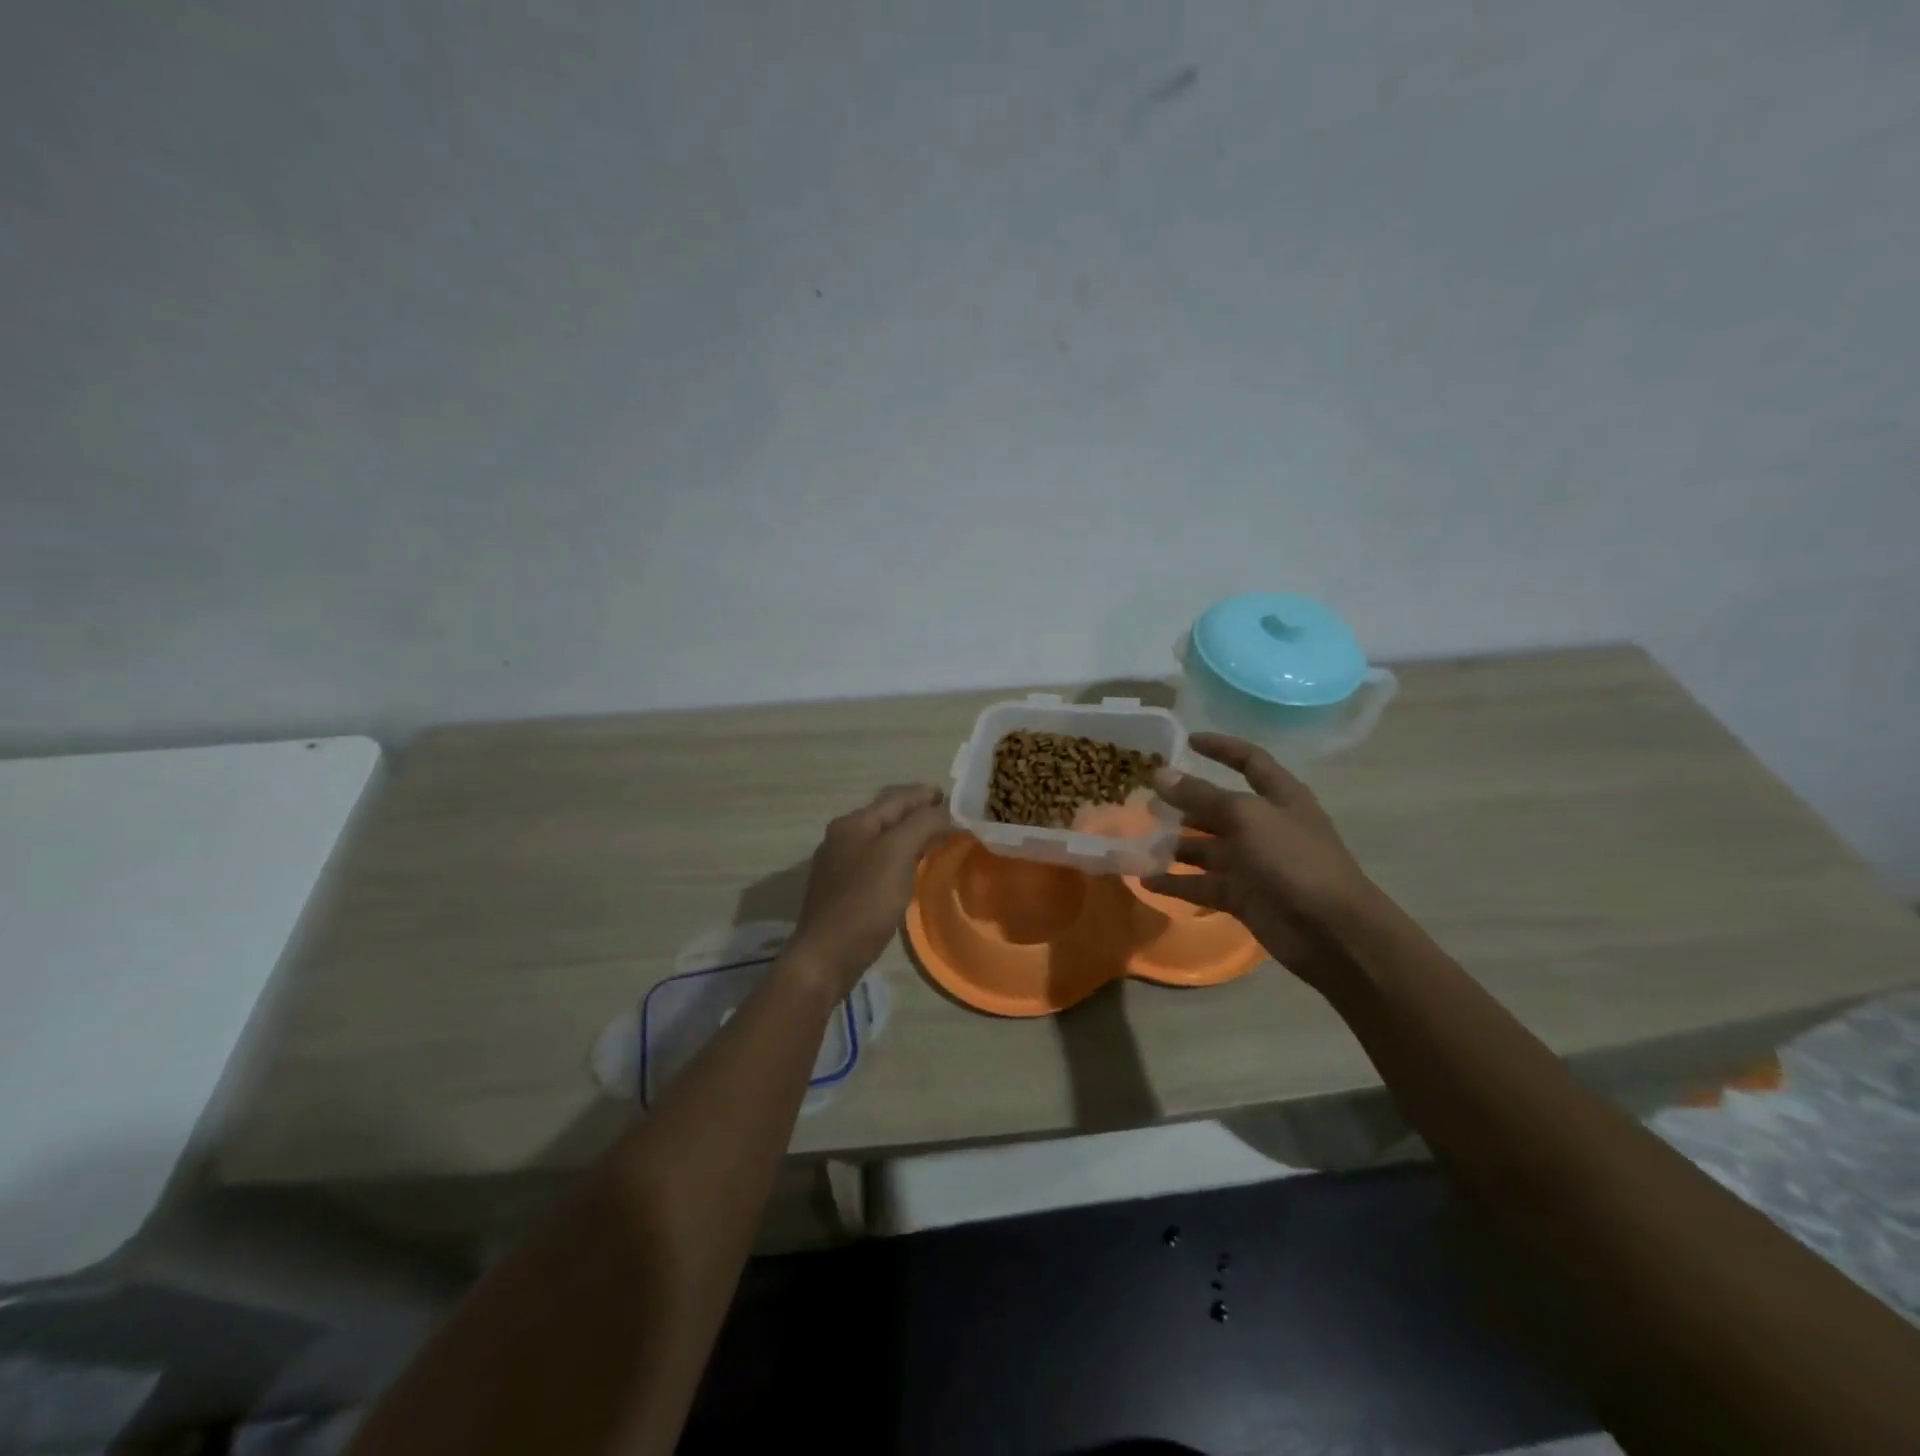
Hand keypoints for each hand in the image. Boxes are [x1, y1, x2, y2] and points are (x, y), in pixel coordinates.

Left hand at [784, 784, 954, 999]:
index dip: (925, 795)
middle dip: (917, 813)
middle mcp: (842, 837)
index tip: (953, 796)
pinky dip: (898, 856)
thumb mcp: (897, 854)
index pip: (896, 799)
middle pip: (887, 816)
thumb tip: (945, 809)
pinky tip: (910, 867)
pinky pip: (877, 861)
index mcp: (853, 823)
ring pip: (882, 839)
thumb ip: (922, 825)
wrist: (827, 955)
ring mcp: (839, 865)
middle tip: (948, 816)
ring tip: (935, 838)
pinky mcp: (843, 890)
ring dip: (908, 835)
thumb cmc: (864, 900)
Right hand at [1141, 734, 1380, 989]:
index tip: (1188, 741)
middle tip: (1144, 801)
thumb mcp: (1246, 817)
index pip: (1249, 761)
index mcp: (1279, 797)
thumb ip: (1201, 796)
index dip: (1222, 748)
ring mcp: (1254, 864)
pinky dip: (1177, 883)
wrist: (1331, 932)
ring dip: (1175, 845)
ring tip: (1138, 841)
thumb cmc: (1294, 860)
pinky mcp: (1243, 897)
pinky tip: (1146, 880)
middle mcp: (1265, 826)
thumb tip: (1160, 774)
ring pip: (1206, 849)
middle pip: (1220, 808)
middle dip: (1184, 803)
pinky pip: (1203, 885)